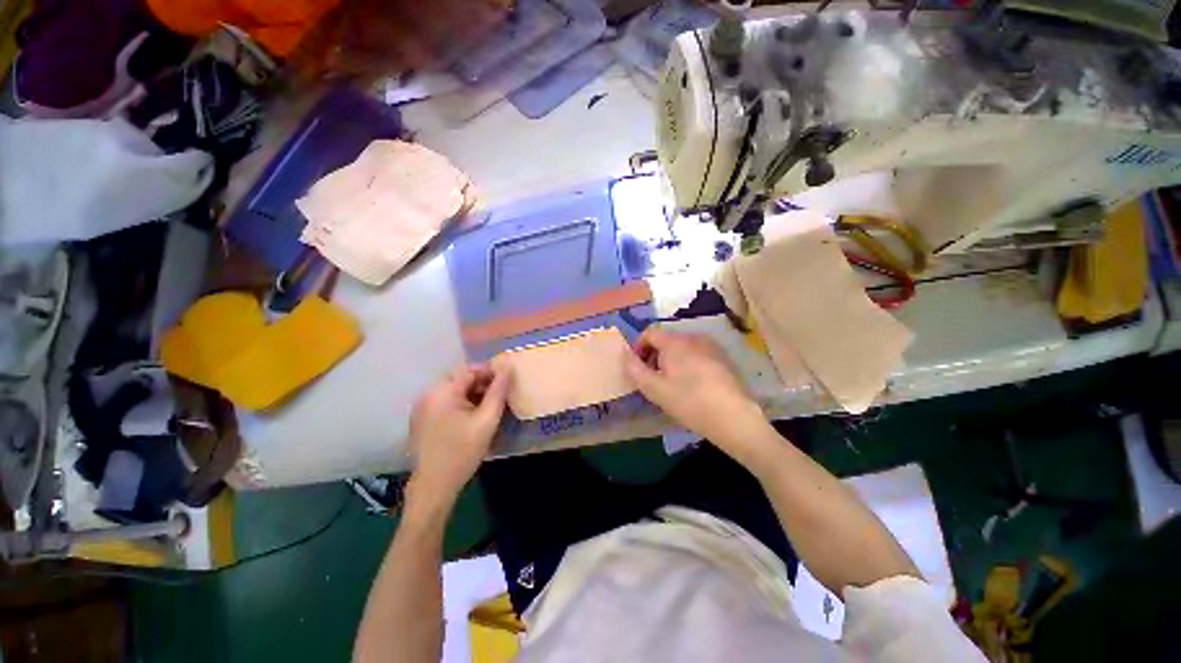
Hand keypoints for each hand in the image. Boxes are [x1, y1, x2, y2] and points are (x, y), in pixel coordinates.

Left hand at [407, 364, 509, 509]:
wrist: (434, 486)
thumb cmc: (463, 451)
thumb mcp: (487, 420)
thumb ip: (498, 391)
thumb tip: (508, 367)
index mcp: (442, 391)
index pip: (470, 370)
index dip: (490, 372)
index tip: (507, 381)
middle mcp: (428, 394)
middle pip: (460, 379)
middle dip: (482, 383)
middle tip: (500, 396)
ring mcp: (422, 407)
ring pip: (453, 391)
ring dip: (472, 394)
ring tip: (489, 406)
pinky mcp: (421, 419)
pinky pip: (445, 402)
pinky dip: (461, 403)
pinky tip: (473, 417)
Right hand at [623, 328, 769, 463]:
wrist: (734, 418)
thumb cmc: (689, 402)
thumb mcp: (655, 389)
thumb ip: (635, 369)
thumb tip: (624, 354)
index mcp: (675, 342)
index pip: (649, 333)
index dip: (638, 348)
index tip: (637, 368)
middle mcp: (693, 337)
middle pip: (665, 340)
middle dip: (653, 356)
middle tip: (652, 379)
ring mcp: (711, 346)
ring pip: (681, 348)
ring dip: (670, 361)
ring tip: (671, 384)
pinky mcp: (723, 358)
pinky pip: (696, 354)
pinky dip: (686, 364)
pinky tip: (692, 385)